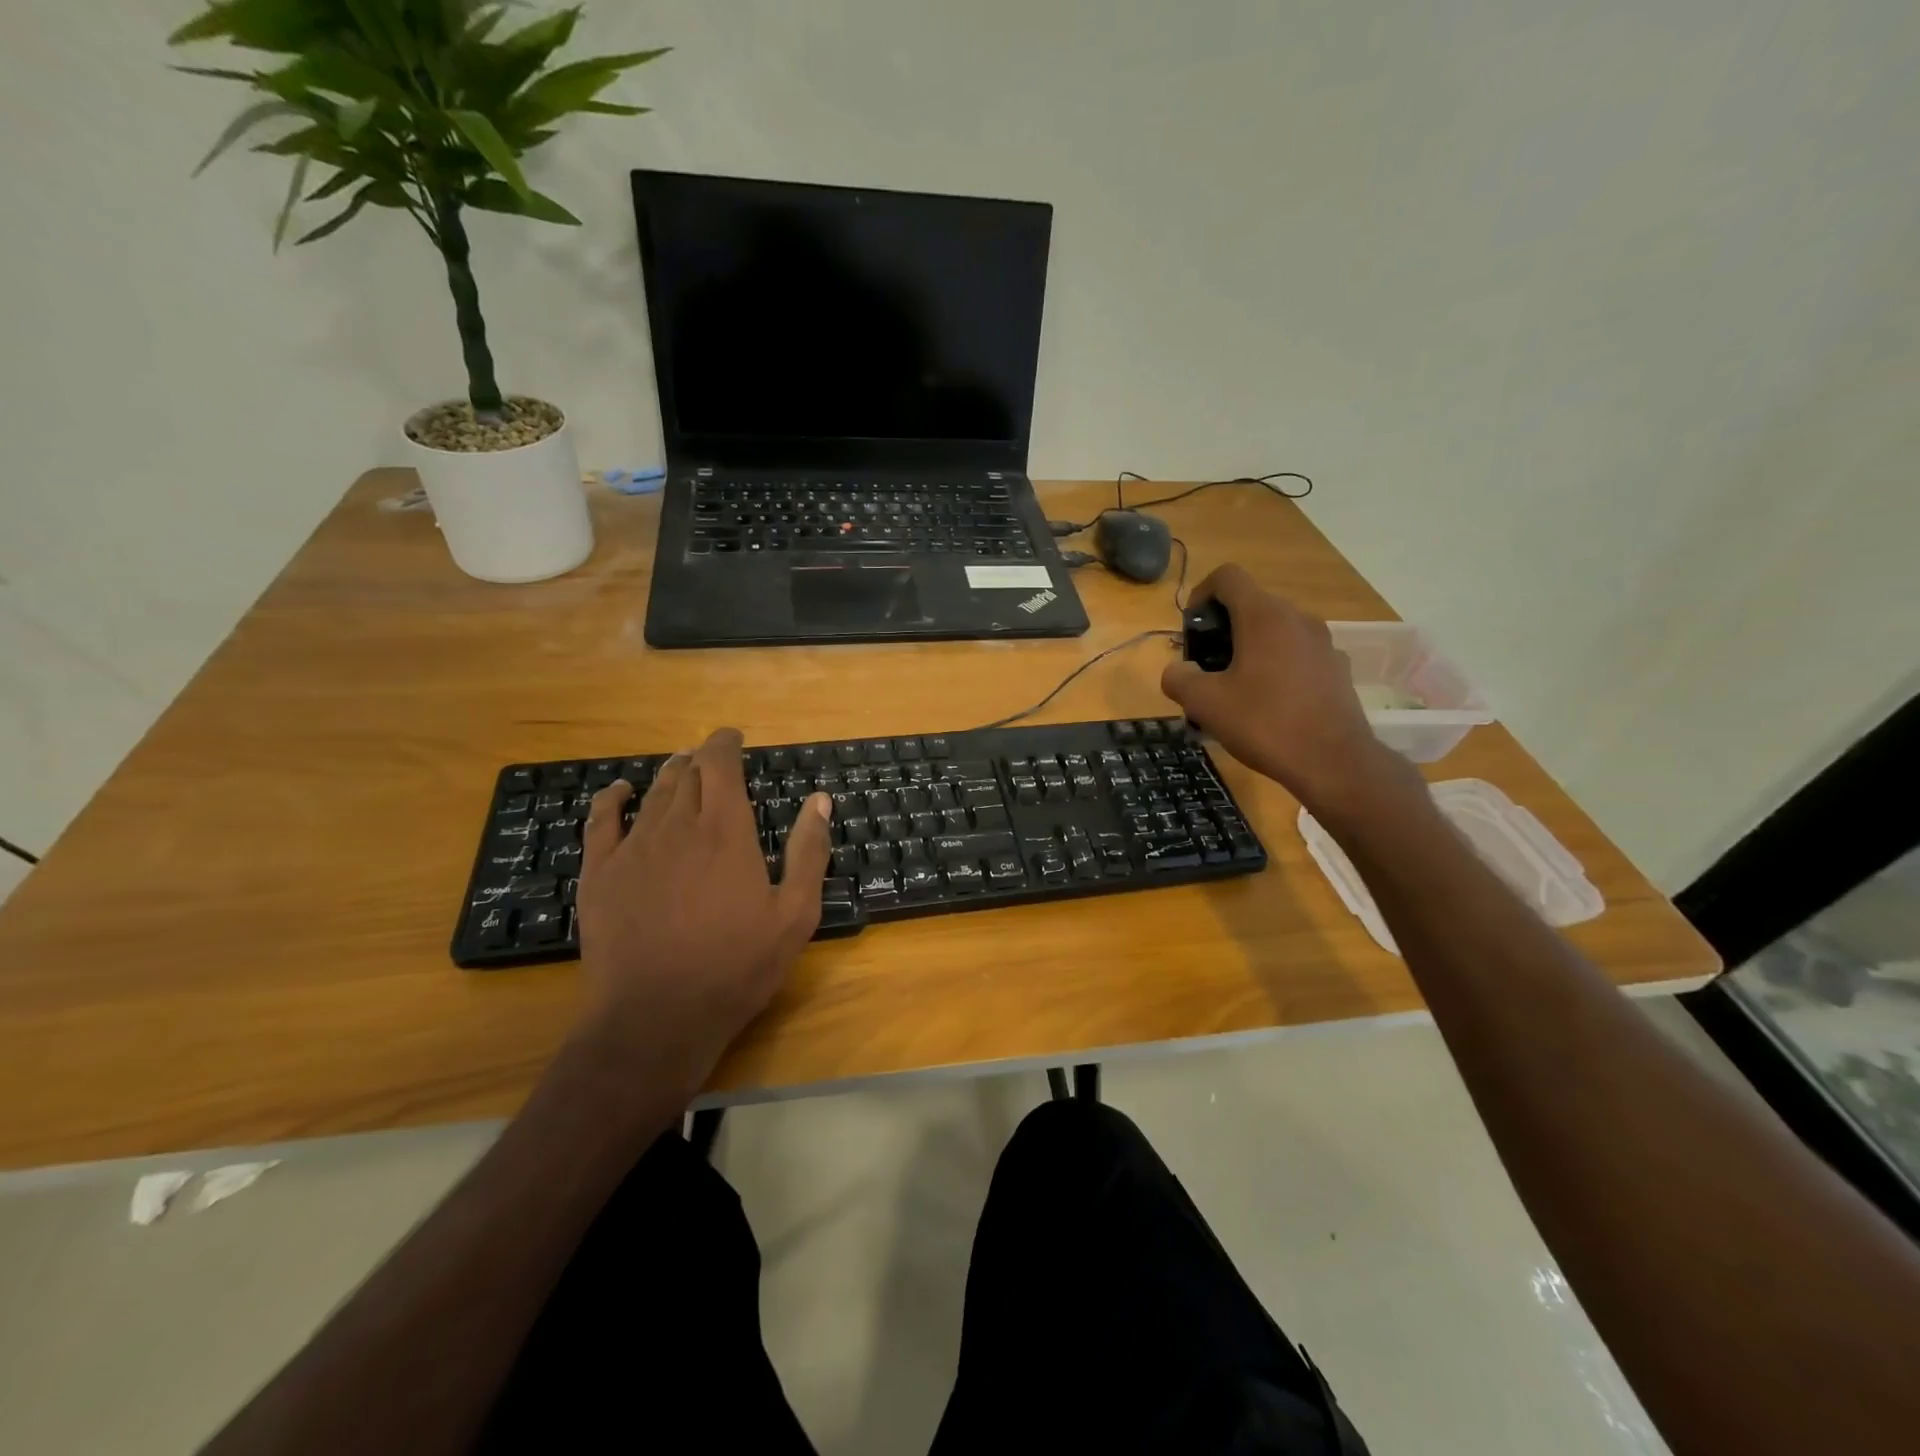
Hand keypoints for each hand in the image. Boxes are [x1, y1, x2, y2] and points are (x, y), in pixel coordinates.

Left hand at [572, 728, 832, 1099]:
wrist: (655, 1017)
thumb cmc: (737, 966)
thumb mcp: (795, 914)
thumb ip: (809, 851)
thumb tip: (819, 800)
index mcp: (726, 831)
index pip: (721, 765)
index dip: (725, 743)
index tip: (733, 737)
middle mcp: (678, 826)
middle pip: (688, 773)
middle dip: (702, 758)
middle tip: (715, 760)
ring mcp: (634, 847)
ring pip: (653, 793)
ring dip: (670, 775)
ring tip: (682, 768)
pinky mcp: (600, 873)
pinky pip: (602, 820)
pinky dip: (612, 798)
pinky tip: (620, 791)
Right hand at [1161, 564, 1404, 817]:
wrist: (1333, 762)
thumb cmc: (1264, 723)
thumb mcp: (1204, 703)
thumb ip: (1179, 679)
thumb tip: (1177, 671)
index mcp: (1264, 616)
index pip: (1227, 577)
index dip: (1200, 595)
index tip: (1191, 631)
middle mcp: (1297, 618)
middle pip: (1251, 604)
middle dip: (1222, 628)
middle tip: (1205, 667)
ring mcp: (1322, 643)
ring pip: (1275, 631)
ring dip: (1248, 648)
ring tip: (1233, 689)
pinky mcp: (1336, 669)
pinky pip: (1296, 654)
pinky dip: (1275, 666)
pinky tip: (1267, 704)